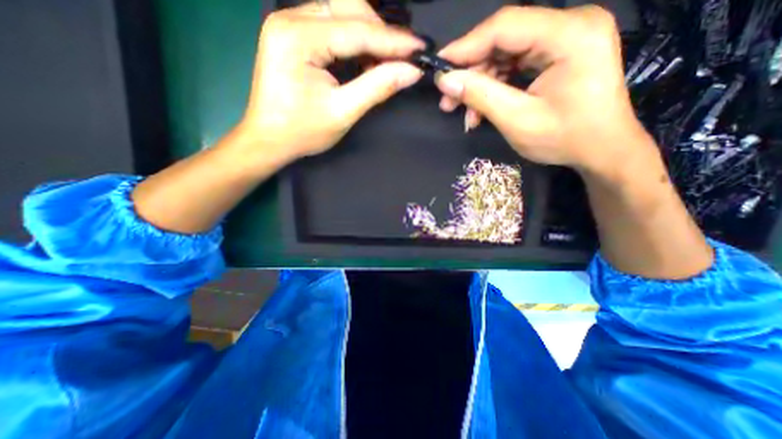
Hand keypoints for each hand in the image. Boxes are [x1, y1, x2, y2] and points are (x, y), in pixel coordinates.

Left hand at [239, 2, 424, 166]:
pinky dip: (354, 40)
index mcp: (299, 38)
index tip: (420, 49)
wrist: (269, 139)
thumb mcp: (343, 112)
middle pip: (349, 8)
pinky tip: (365, 59)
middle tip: (401, 59)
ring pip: (342, 12)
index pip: (357, 30)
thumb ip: (378, 87)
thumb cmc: (302, 132)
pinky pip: (332, 25)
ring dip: (369, 35)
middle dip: (380, 33)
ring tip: (385, 61)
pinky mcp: (293, 33)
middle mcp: (291, 18)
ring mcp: (289, 23)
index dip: (393, 41)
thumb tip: (411, 72)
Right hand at [437, 5, 655, 176]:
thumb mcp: (517, 120)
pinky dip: (495, 88)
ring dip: (481, 85)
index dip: (465, 46)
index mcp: (569, 34)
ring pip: (506, 55)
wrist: (602, 150)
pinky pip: (516, 66)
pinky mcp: (558, 55)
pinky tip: (482, 110)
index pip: (504, 27)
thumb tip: (445, 81)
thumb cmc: (565, 139)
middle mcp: (570, 26)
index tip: (438, 67)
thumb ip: (481, 95)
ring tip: (465, 113)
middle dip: (472, 72)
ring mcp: (565, 40)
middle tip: (448, 99)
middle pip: (504, 40)